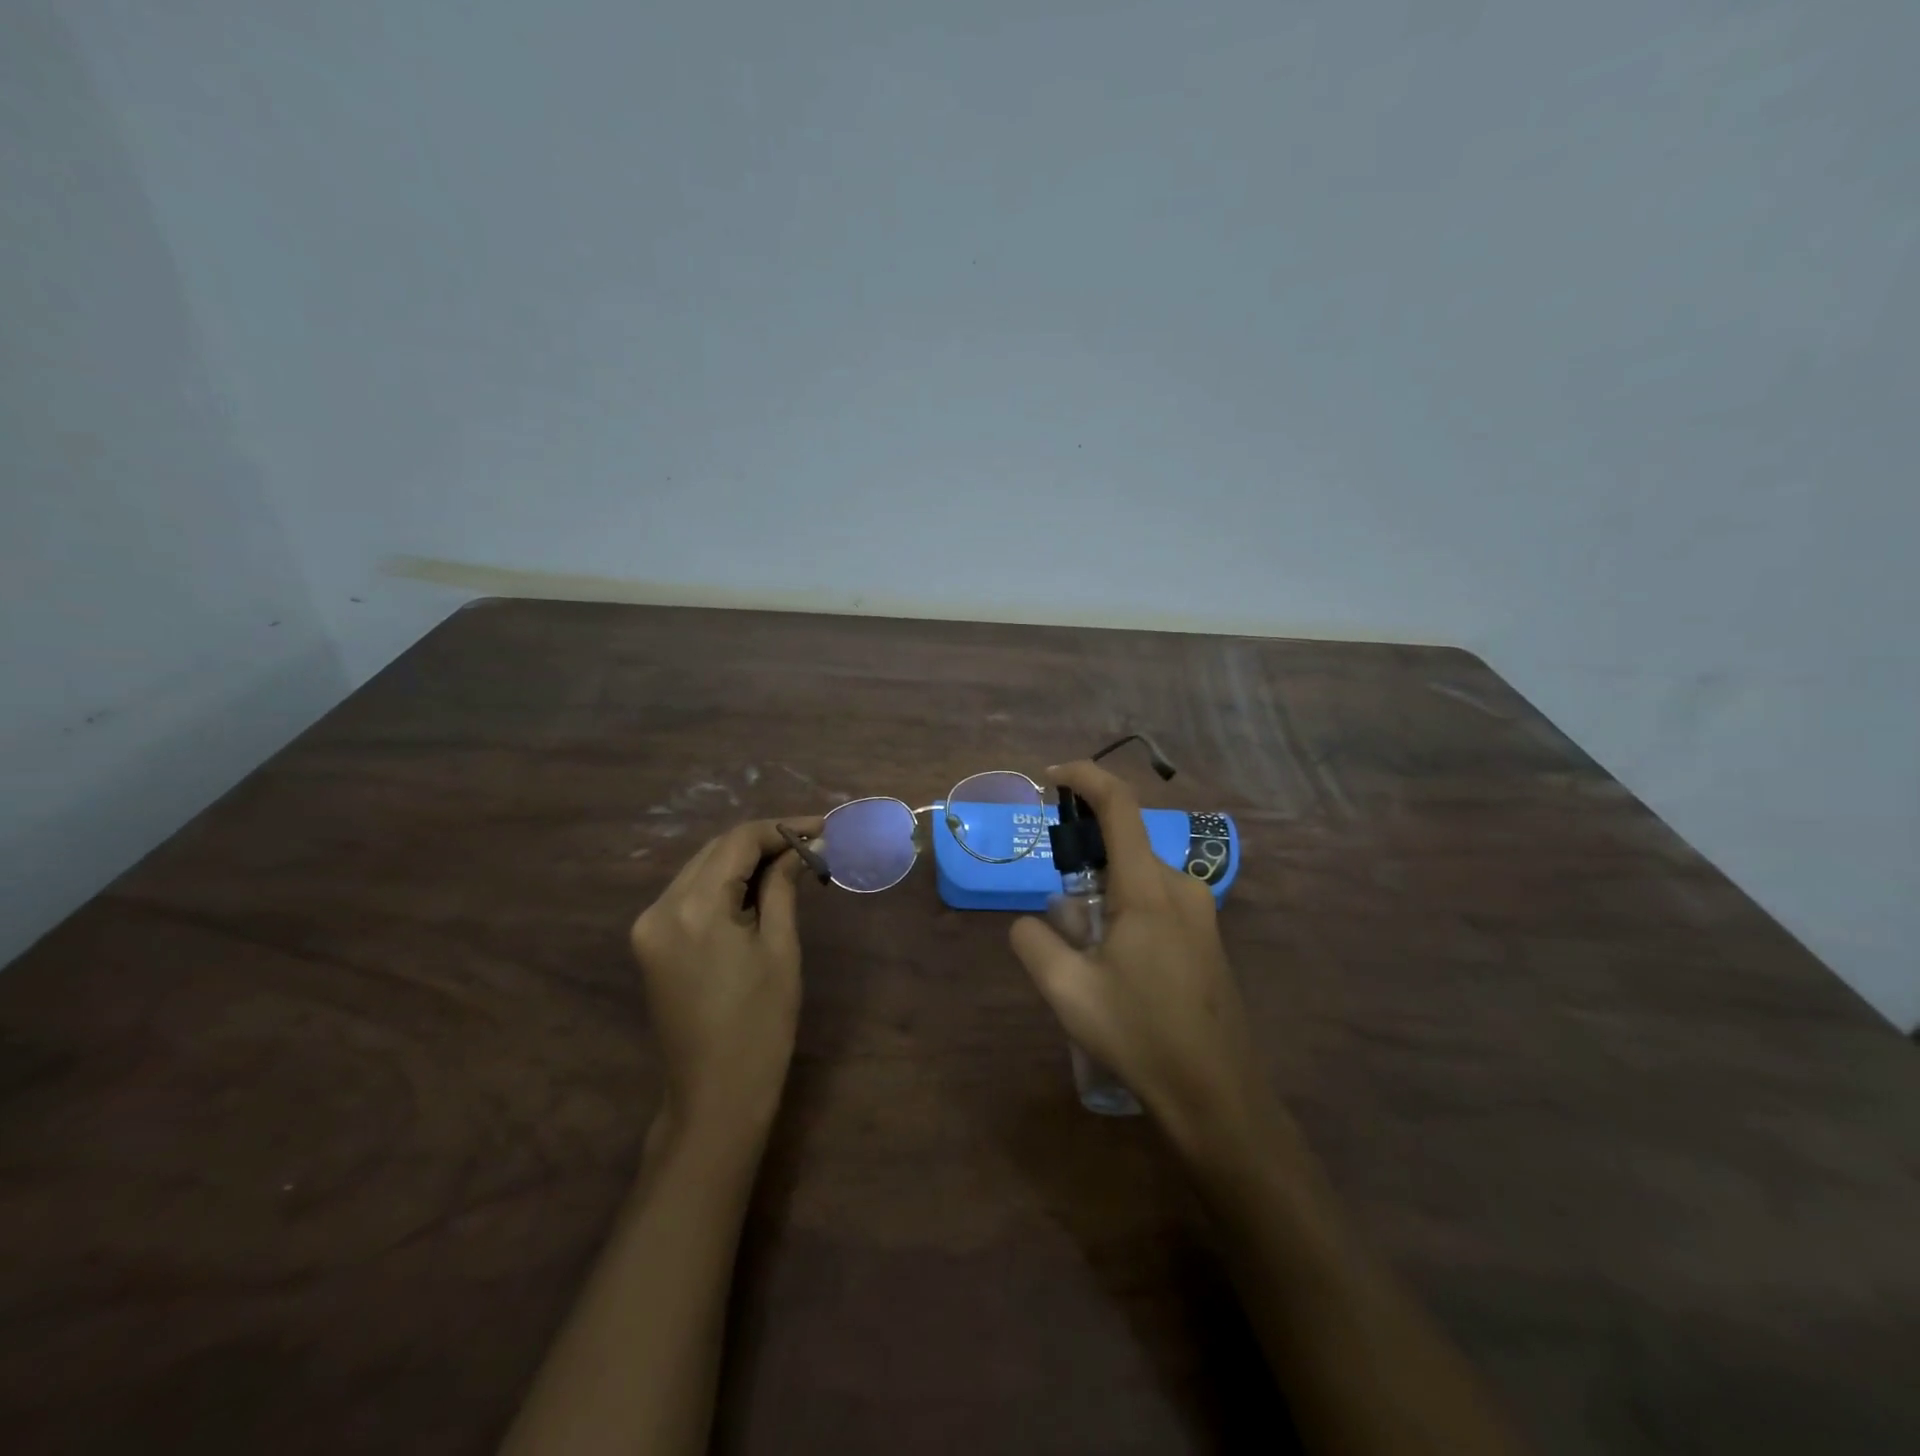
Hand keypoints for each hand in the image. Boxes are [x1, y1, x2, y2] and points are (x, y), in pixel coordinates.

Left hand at [629, 817, 822, 1146]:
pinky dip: (725, 883)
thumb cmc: (760, 1025)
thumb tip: (804, 845)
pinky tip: (758, 888)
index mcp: (694, 908)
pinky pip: (691, 893)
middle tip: (813, 842)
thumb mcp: (780, 948)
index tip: (823, 826)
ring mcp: (649, 926)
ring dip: (745, 860)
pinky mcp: (651, 942)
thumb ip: (783, 886)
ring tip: (793, 861)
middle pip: (716, 850)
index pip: (738, 841)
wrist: (714, 1096)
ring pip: (702, 868)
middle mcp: (660, 907)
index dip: (782, 827)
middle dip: (765, 840)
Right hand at [1009, 762, 1270, 1149]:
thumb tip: (1029, 922)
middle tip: (1060, 916)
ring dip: (1104, 894)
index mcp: (1148, 888)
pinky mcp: (1207, 936)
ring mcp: (1200, 912)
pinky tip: (1118, 967)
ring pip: (1139, 877)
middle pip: (1124, 846)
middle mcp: (1180, 887)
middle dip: (1084, 862)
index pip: (1118, 806)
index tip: (1052, 777)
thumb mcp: (1068, 991)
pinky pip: (1157, 900)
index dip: (1085, 777)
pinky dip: (1126, 910)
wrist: (1218, 1094)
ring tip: (1087, 954)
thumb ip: (1034, 942)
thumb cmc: (1141, 1036)